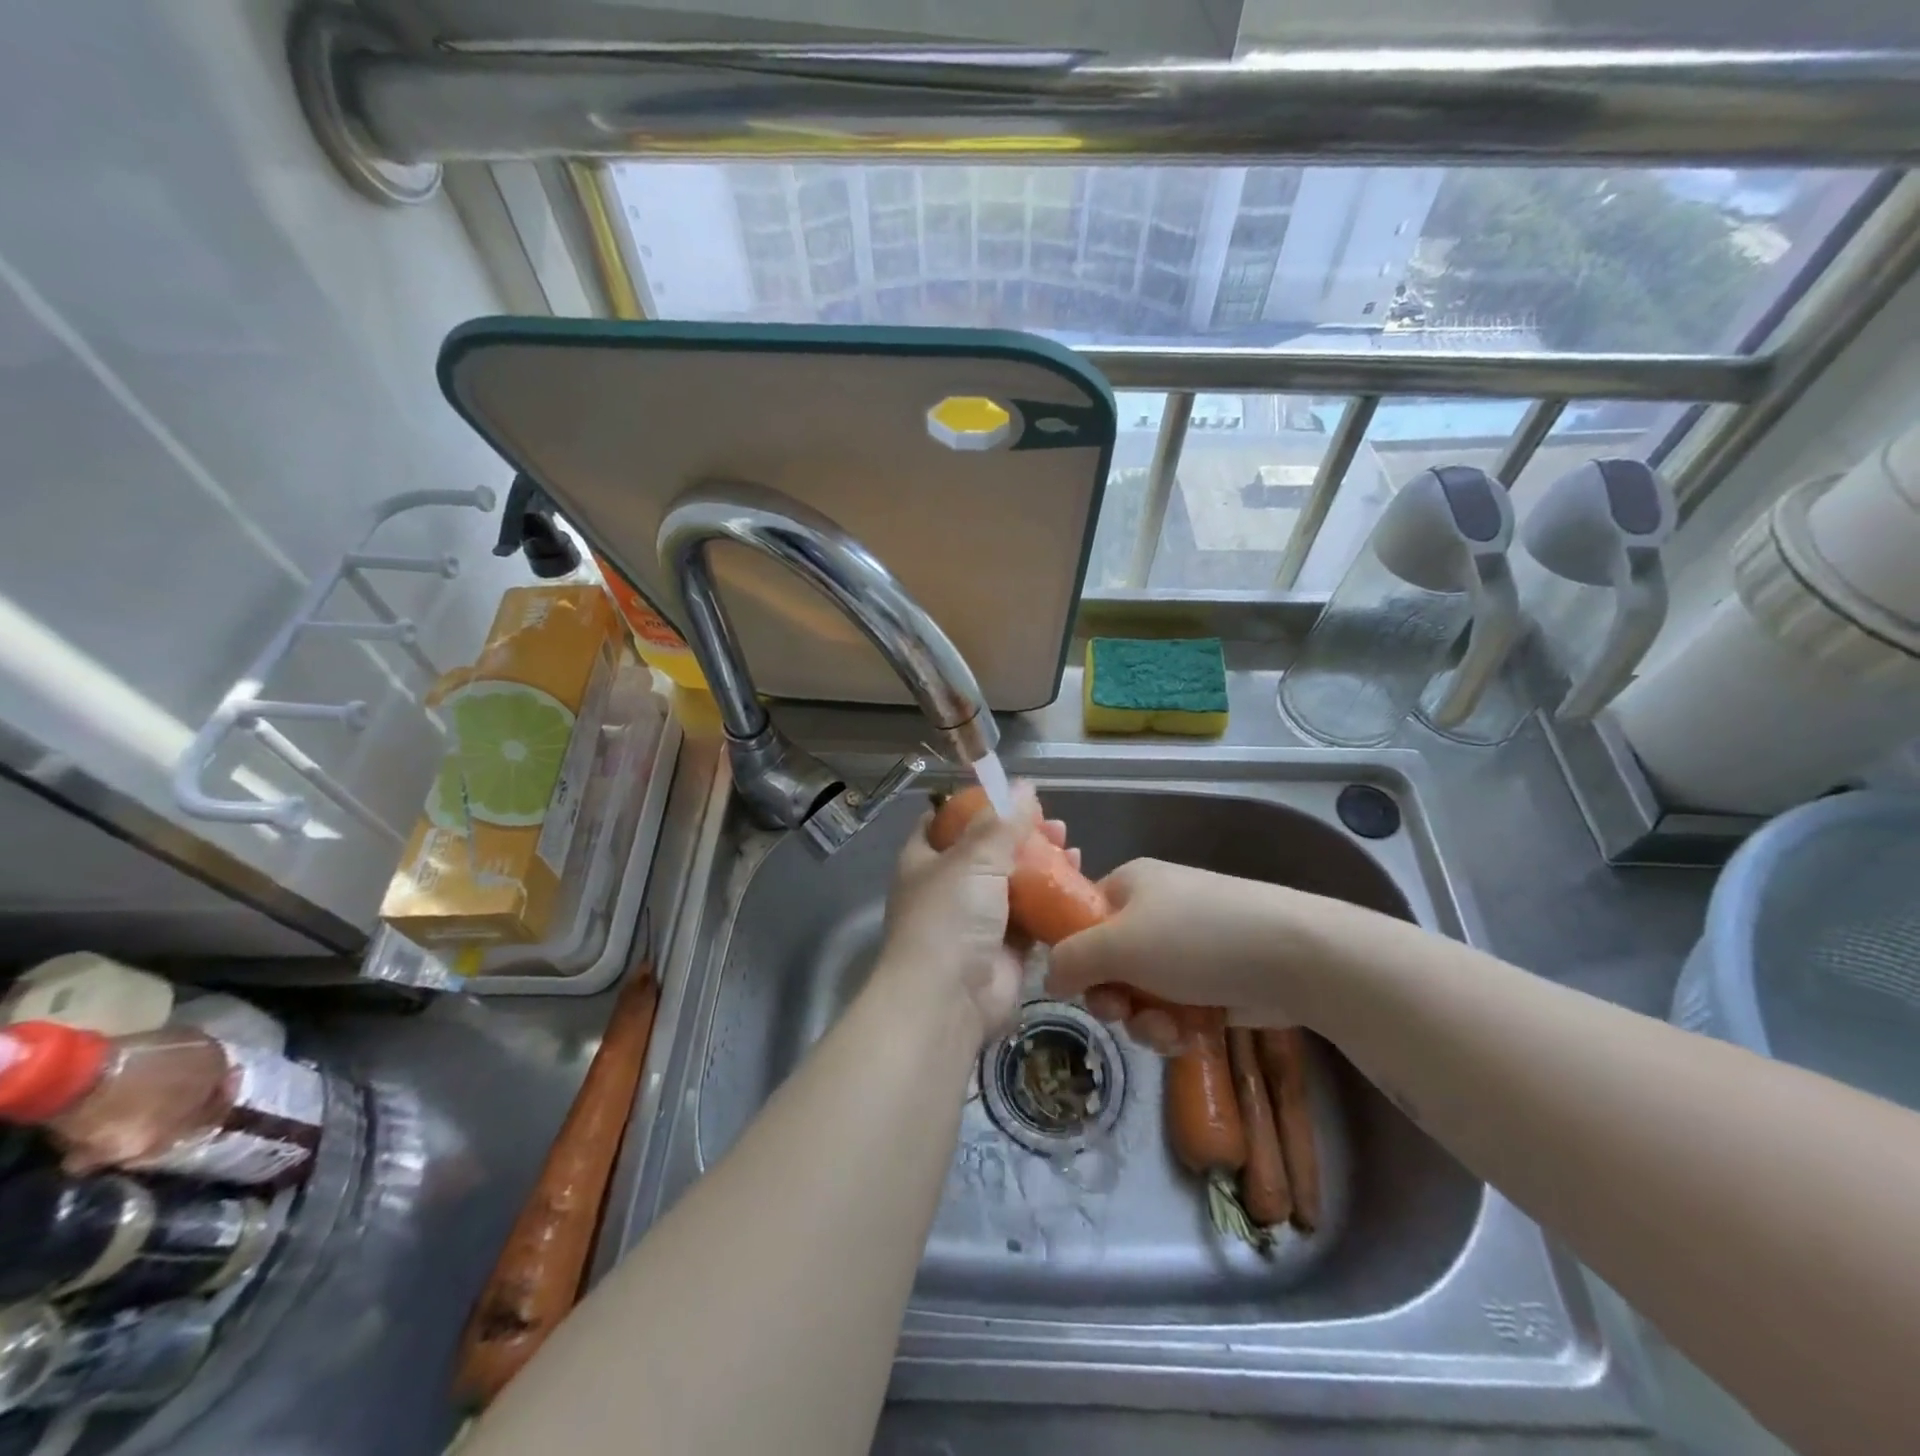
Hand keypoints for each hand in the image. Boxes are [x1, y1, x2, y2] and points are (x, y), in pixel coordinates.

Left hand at [872, 785, 1076, 1046]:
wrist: (948, 1001)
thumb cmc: (949, 918)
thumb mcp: (973, 858)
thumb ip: (1001, 822)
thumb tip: (1023, 786)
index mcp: (924, 861)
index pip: (942, 822)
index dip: (971, 805)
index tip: (1006, 794)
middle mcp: (948, 888)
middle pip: (986, 851)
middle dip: (1020, 835)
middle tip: (1054, 824)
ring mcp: (976, 920)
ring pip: (1014, 883)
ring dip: (1042, 865)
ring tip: (1072, 846)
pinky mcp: (1005, 949)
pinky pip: (1033, 918)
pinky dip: (1053, 901)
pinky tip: (1078, 882)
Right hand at [1045, 859, 1304, 1053]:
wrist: (1294, 957)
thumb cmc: (1196, 939)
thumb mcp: (1118, 944)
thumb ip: (1071, 959)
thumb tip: (1049, 977)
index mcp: (1130, 885)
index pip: (1082, 917)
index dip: (1075, 954)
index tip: (1079, 985)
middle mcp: (1156, 911)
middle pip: (1110, 962)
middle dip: (1114, 998)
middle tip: (1122, 1014)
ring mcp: (1188, 946)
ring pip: (1142, 993)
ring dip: (1146, 1020)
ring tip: (1168, 1031)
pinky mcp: (1215, 980)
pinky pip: (1176, 1007)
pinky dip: (1177, 1026)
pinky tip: (1191, 1036)